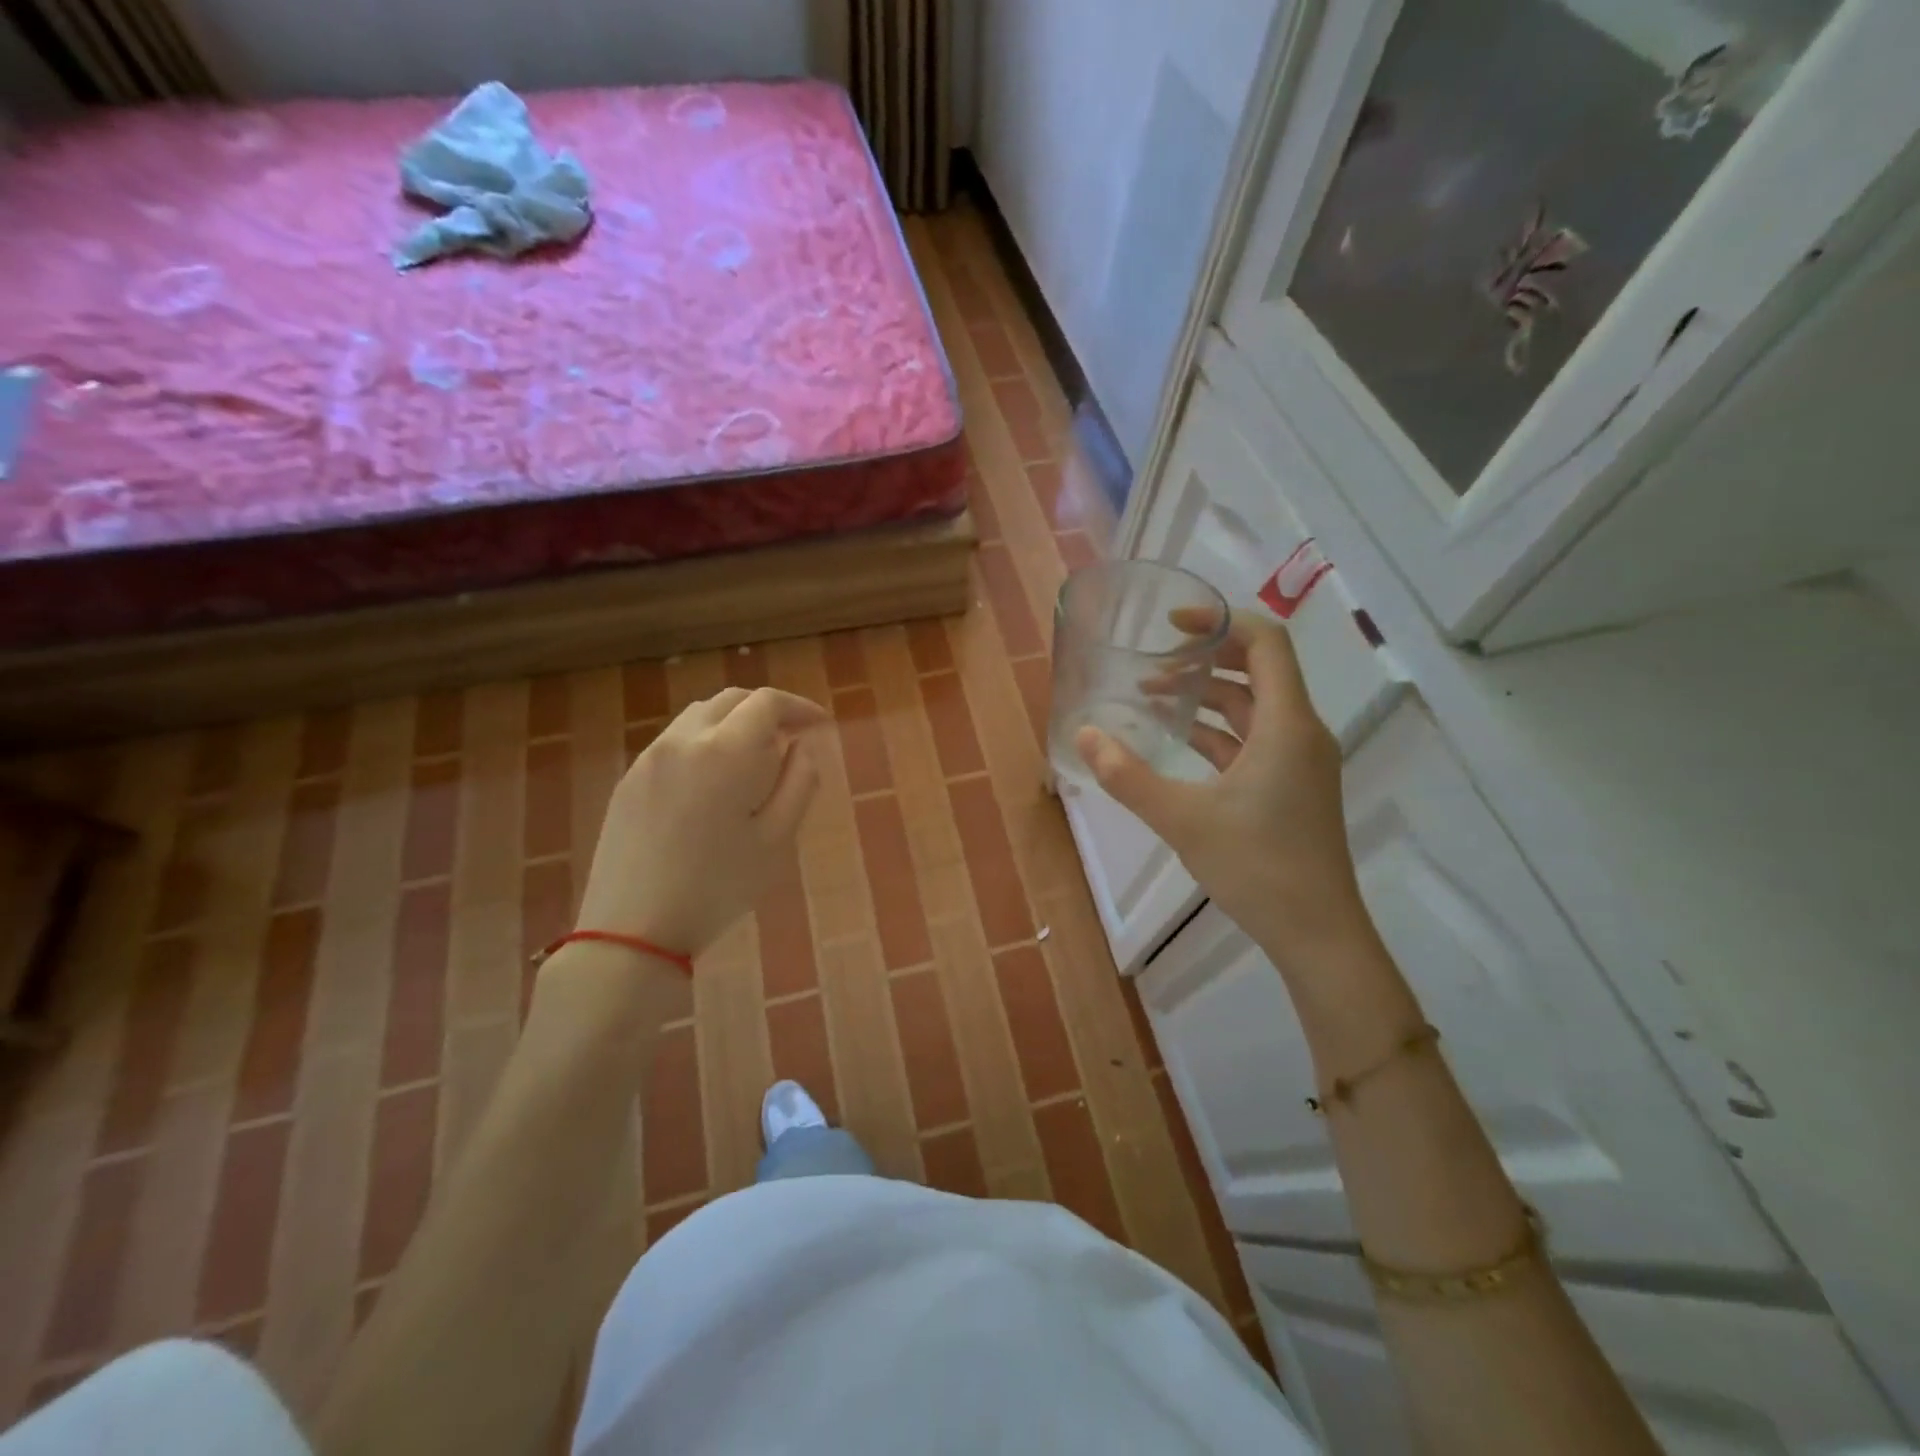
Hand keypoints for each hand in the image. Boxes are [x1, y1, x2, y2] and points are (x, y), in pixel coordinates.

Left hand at [576, 685, 828, 958]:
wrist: (631, 930)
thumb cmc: (717, 888)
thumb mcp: (776, 840)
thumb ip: (798, 784)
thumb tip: (801, 749)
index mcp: (725, 751)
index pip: (767, 702)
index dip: (800, 706)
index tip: (821, 725)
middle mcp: (683, 740)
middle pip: (731, 700)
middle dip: (767, 710)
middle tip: (792, 737)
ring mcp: (649, 758)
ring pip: (699, 716)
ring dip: (734, 722)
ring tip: (755, 758)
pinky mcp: (628, 779)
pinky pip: (675, 740)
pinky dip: (705, 741)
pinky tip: (714, 779)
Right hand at [1076, 611, 1372, 972]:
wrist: (1317, 933)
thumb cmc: (1257, 867)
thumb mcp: (1183, 819)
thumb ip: (1128, 776)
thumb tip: (1084, 735)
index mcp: (1287, 725)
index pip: (1266, 642)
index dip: (1220, 621)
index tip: (1171, 624)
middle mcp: (1300, 731)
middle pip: (1258, 669)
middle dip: (1204, 659)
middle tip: (1153, 664)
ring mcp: (1299, 760)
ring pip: (1252, 707)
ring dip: (1206, 697)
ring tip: (1152, 699)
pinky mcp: (1291, 785)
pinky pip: (1253, 739)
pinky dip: (1216, 731)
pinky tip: (1177, 740)